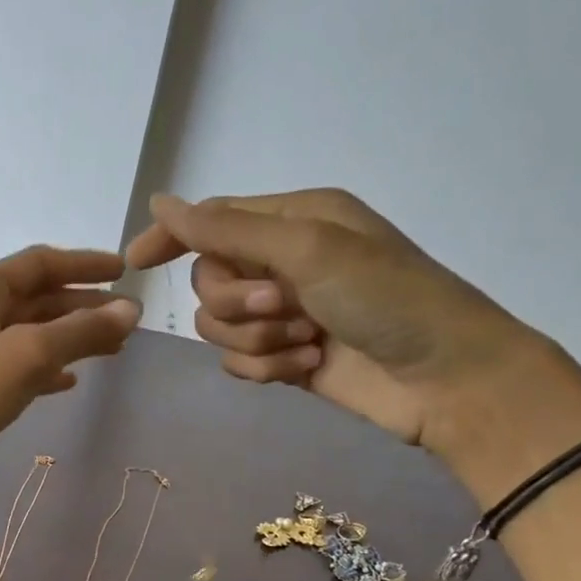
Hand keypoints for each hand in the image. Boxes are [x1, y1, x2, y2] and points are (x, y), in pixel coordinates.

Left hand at [0, 247, 140, 499]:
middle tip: (126, 322)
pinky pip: (10, 369)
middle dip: (80, 307)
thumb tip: (130, 310)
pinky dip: (41, 370)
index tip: (125, 271)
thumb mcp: (25, 356)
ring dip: (66, 340)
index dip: (85, 265)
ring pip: (25, 335)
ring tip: (109, 351)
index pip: (41, 263)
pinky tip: (66, 383)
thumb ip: (79, 332)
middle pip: (34, 299)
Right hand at [126, 188, 580, 499]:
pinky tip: (304, 369)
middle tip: (284, 307)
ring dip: (256, 339)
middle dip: (237, 301)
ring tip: (306, 343)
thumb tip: (161, 202)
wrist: (444, 378)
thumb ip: (228, 228)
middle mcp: (283, 262)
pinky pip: (237, 361)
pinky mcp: (284, 357)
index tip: (136, 262)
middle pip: (208, 279)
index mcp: (293, 220)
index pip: (212, 220)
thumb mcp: (308, 249)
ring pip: (218, 326)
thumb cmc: (387, 298)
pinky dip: (265, 367)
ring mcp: (283, 313)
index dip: (172, 237)